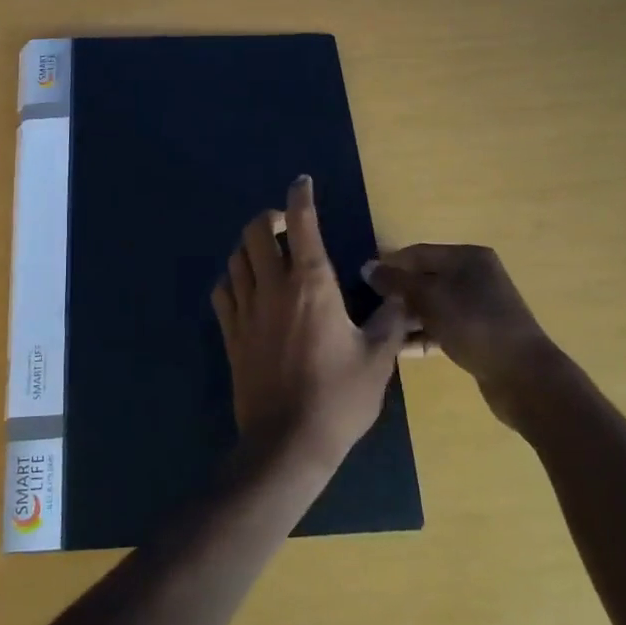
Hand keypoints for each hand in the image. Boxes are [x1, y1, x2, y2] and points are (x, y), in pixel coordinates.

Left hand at [211, 176, 413, 474]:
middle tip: (286, 226)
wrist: (288, 442)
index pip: (301, 224)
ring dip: (250, 246)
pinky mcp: (231, 334)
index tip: (303, 182)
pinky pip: (223, 292)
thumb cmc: (339, 398)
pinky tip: (246, 287)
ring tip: (267, 253)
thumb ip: (391, 320)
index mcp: (311, 285)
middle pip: (254, 232)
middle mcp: (273, 287)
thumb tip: (402, 295)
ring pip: (235, 258)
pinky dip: (233, 279)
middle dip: (268, 217)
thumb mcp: (377, 359)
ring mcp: (246, 310)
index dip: (301, 197)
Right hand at [363, 244, 562, 429]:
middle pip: (424, 279)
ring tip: (377, 330)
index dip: (388, 265)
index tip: (361, 281)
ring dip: (406, 317)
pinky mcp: (477, 335)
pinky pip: (441, 328)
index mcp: (467, 258)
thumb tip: (366, 267)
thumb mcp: (429, 297)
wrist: (524, 377)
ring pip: (431, 306)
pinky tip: (397, 348)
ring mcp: (477, 307)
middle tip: (367, 308)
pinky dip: (421, 335)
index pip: (417, 253)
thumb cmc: (473, 324)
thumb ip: (395, 282)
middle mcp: (474, 276)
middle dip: (396, 293)